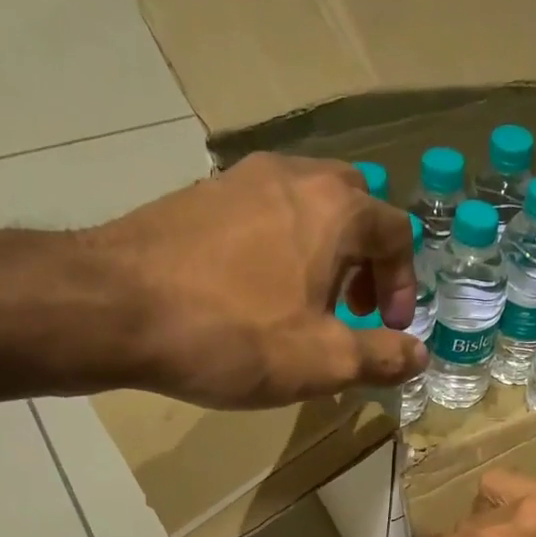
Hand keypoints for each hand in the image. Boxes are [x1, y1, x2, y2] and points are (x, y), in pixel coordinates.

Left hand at [76, 152, 424, 407]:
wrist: (115, 307)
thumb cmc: (235, 334)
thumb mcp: (325, 361)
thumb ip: (383, 357)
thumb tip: (420, 356)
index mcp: (334, 208)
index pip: (397, 232)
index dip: (404, 285)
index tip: (388, 328)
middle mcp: (292, 175)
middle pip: (354, 205)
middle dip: (367, 260)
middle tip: (356, 309)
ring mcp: (239, 179)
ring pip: (306, 207)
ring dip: (324, 254)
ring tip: (309, 307)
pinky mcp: (200, 196)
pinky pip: (263, 214)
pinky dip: (282, 249)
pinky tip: (258, 296)